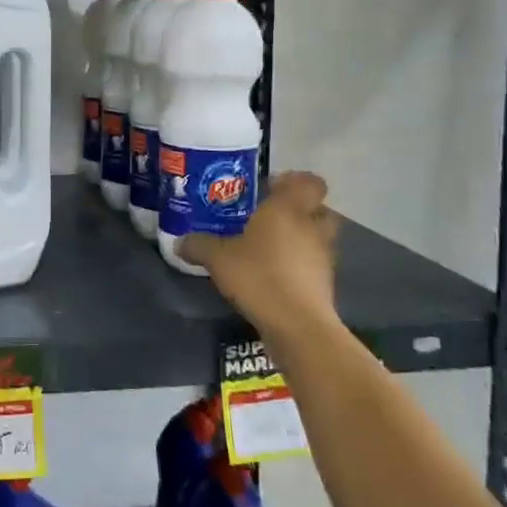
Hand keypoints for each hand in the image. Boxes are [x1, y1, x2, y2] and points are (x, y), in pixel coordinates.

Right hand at [179, 171, 340, 348]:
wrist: (298, 325)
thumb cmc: (259, 276)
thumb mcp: (218, 258)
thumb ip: (199, 245)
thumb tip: (179, 241)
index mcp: (289, 209)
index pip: (309, 182)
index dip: (294, 181)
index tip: (269, 188)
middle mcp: (311, 227)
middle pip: (317, 209)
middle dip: (298, 210)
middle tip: (269, 217)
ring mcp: (323, 256)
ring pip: (317, 237)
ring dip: (300, 238)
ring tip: (269, 248)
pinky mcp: (326, 284)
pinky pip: (313, 264)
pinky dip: (300, 265)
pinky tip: (274, 274)